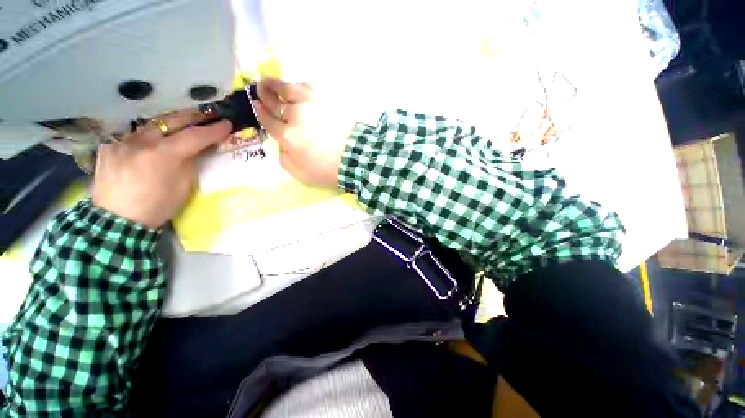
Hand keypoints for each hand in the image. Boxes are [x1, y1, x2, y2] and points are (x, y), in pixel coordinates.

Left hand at [92, 110, 231, 227]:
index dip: (213, 129)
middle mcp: (145, 140)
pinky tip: (136, 151)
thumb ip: (188, 167)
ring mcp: (125, 141)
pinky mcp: (109, 148)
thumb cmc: (151, 213)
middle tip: (202, 117)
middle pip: (173, 119)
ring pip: (149, 126)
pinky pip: (127, 139)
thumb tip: (193, 152)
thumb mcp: (179, 194)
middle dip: (191, 117)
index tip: (226, 124)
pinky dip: (135, 143)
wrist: (116, 227)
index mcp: (165, 155)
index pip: (195, 135)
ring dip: (162, 128)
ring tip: (168, 132)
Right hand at [252, 78, 355, 187]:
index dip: (259, 110)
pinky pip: (309, 87)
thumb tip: (282, 144)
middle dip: (265, 92)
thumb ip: (284, 158)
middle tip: (258, 85)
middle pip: (276, 100)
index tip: (254, 102)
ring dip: (279, 83)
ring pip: (292, 88)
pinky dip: (299, 84)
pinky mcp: (327, 98)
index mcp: (287, 135)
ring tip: (271, 80)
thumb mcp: (299, 174)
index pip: (268, 119)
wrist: (358, 157)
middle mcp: (297, 115)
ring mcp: (313, 103)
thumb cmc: (328, 170)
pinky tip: (296, 85)